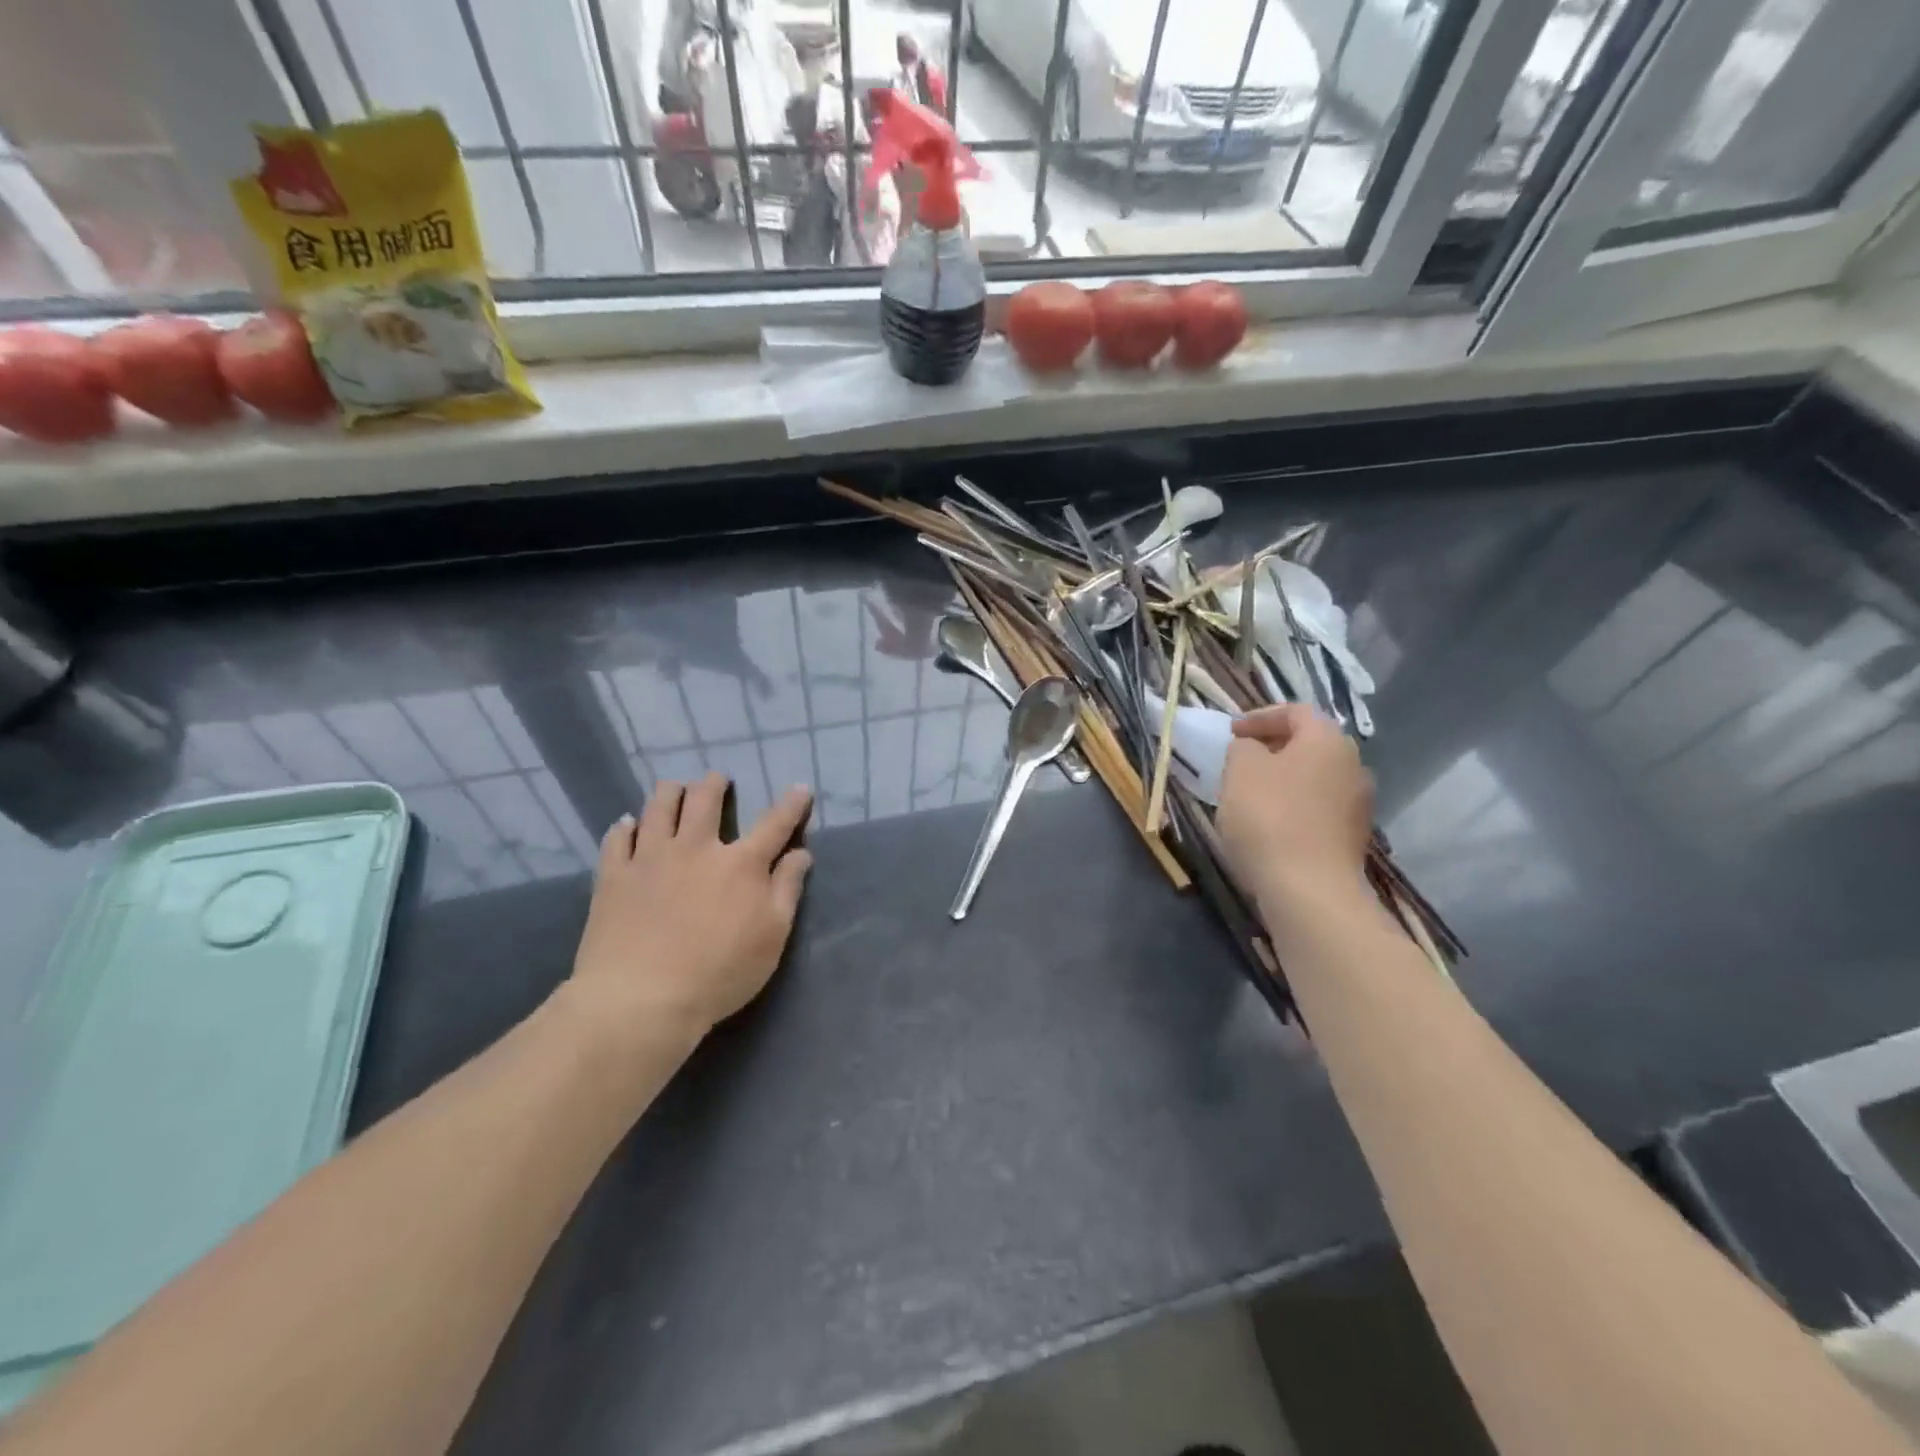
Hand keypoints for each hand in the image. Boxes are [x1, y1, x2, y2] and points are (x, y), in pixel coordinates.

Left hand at [567, 774, 813, 1047]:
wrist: (641, 999)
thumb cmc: (719, 973)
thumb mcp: (772, 937)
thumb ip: (787, 889)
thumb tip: (801, 853)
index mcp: (741, 864)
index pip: (774, 824)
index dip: (791, 804)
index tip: (801, 788)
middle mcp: (696, 848)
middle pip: (705, 800)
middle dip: (714, 784)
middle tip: (717, 780)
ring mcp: (650, 858)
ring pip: (658, 807)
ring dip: (670, 792)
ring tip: (673, 788)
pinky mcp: (614, 876)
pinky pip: (617, 838)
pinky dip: (624, 827)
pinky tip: (626, 826)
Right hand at [1216, 705, 1372, 901]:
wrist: (1309, 890)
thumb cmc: (1269, 817)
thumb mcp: (1240, 770)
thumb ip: (1242, 747)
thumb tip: (1252, 749)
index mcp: (1328, 740)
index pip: (1295, 712)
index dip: (1260, 716)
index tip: (1232, 732)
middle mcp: (1353, 765)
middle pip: (1309, 745)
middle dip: (1272, 748)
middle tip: (1239, 761)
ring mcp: (1358, 804)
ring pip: (1314, 778)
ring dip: (1283, 780)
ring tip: (1249, 795)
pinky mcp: (1352, 837)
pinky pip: (1318, 808)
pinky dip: (1293, 807)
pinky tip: (1268, 825)